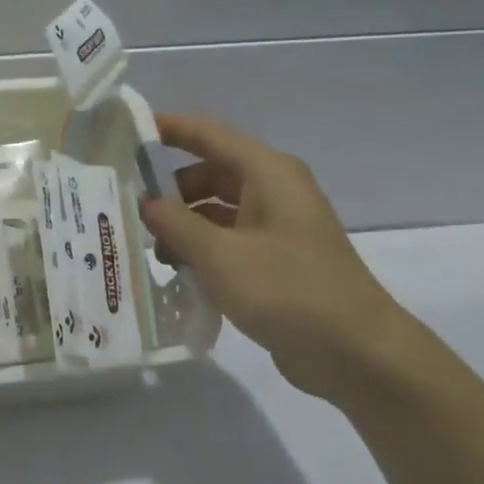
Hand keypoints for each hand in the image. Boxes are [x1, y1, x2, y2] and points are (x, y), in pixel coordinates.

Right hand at [139, 114, 415, 401]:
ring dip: (181, 224)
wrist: (356, 354)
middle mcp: (274, 191)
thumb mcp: (220, 255)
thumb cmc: (288, 291)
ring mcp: (276, 227)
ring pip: (214, 209)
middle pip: (209, 173)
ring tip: (150, 249)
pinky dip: (199, 247)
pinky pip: (226, 239)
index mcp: (269, 174)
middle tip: (128, 209)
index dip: (169, 128)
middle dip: (169, 189)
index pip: (210, 135)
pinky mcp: (275, 259)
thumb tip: (146, 202)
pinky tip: (176, 271)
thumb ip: (175, 223)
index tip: (127, 131)